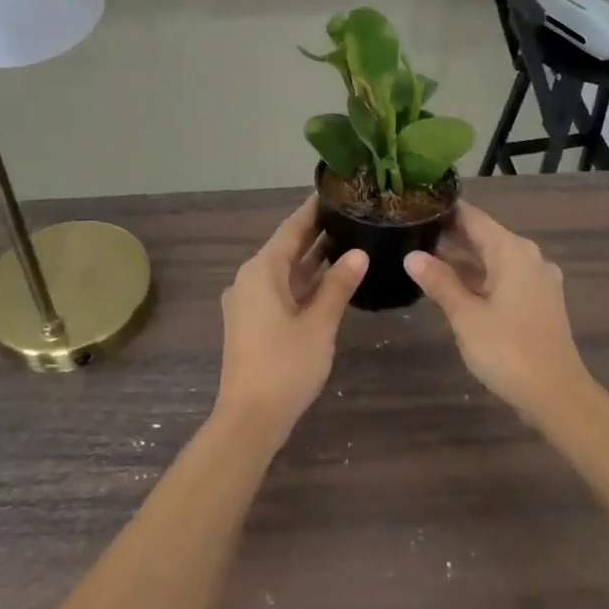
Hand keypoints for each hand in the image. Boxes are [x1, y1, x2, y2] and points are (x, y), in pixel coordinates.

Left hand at [216, 197, 367, 445]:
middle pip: (286, 248)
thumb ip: (339, 286)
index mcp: (261, 271)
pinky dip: (304, 282)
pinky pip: (281, 290)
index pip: (291, 229)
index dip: (313, 210)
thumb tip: (359, 253)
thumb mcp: (319, 323)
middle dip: (316, 232)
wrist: (250, 418)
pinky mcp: (253, 322)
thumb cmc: (285, 366)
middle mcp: (250, 279)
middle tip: (350, 213)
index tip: (335, 191)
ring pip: (285, 271)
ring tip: (348, 240)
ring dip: (312, 259)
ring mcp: (249, 302)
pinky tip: (330, 279)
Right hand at [404, 202, 593, 424]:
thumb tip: (412, 256)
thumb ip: (439, 282)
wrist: (556, 396)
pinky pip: (504, 278)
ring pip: (493, 259)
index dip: (445, 212)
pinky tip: (453, 287)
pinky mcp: (538, 302)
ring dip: (463, 260)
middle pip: (484, 237)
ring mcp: (537, 281)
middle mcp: (528, 258)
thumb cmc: (508, 350)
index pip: (473, 218)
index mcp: (512, 252)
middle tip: (412, 234)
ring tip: (424, 259)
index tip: (416, 207)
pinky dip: (479, 278)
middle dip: (450, 237)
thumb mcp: (466, 315)